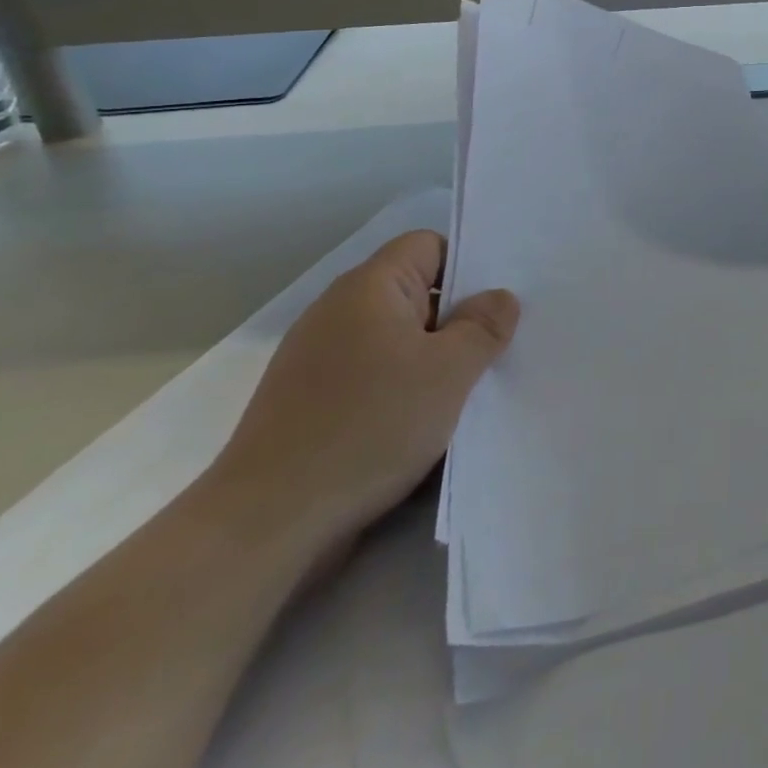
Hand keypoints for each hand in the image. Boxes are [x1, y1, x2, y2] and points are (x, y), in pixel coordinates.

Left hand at [207, 231, 518, 554]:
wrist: (267, 522)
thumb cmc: (369, 427)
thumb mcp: (449, 372)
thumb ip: (483, 327)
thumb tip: (500, 298)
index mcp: (369, 287)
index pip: (429, 245)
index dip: (468, 266)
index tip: (497, 305)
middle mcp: (339, 311)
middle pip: (416, 293)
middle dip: (457, 319)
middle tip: (497, 348)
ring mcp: (318, 359)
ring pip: (397, 340)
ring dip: (433, 361)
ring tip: (467, 392)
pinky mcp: (310, 402)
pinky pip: (373, 377)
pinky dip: (402, 392)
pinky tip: (424, 425)